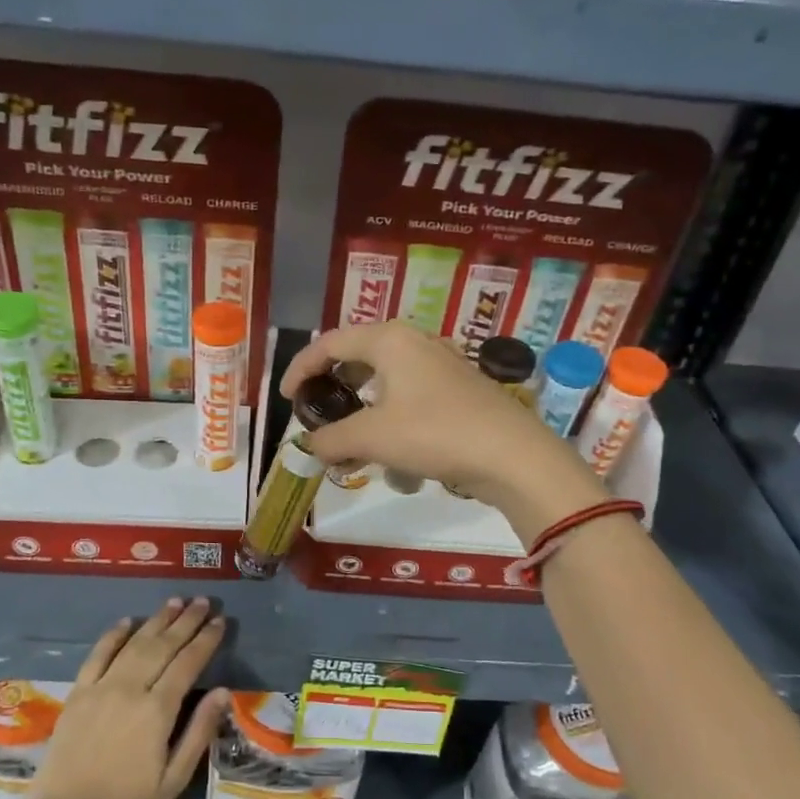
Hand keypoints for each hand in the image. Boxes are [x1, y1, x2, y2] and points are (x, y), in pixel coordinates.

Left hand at [18, 598, 230, 798]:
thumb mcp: (173, 780)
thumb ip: (198, 732)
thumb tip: (222, 692)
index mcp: (157, 711)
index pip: (188, 663)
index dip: (205, 640)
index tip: (221, 621)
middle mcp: (129, 689)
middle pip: (163, 646)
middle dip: (186, 621)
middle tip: (204, 601)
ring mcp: (100, 688)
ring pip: (133, 644)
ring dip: (156, 621)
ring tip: (175, 602)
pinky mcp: (77, 694)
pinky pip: (97, 655)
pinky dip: (113, 635)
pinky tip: (127, 622)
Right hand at [280, 322, 602, 527]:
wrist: (513, 455)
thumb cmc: (435, 434)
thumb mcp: (372, 438)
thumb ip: (331, 440)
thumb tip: (311, 446)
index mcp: (389, 340)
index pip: (330, 344)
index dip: (301, 369)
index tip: (286, 399)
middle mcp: (415, 342)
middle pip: (359, 358)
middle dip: (334, 391)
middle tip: (318, 416)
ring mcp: (441, 365)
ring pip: (386, 383)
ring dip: (364, 413)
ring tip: (354, 445)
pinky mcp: (460, 390)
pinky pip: (411, 399)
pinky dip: (393, 422)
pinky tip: (397, 458)